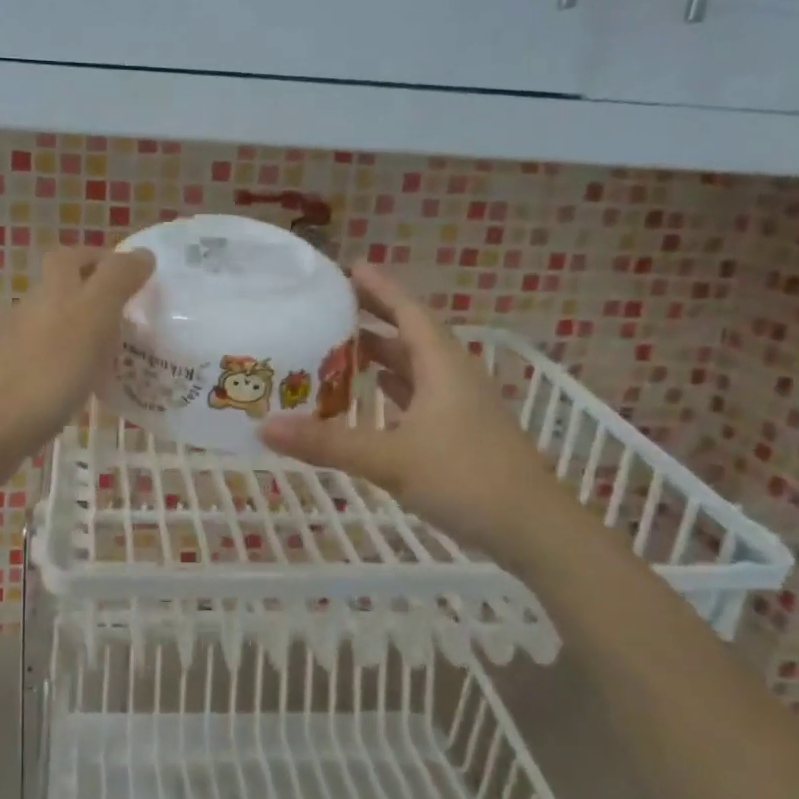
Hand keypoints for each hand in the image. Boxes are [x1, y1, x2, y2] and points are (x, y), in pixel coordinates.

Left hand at [0, 246, 153, 458]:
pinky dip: (74, 366)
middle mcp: (31, 310)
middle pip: (64, 291)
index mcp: (52, 289)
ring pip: (58, 327)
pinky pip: (52, 362)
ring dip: (87, 333)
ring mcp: (18, 347)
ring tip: (121, 356)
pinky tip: (89, 388)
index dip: (100, 259)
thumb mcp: (92, 316)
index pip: (72, 256)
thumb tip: (142, 254)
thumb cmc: (47, 370)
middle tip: (133, 319)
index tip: (134, 277)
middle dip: (97, 297)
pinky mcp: (15, 381)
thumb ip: (117, 281)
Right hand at [259, 265, 568, 556]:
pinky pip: (418, 399)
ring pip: (414, 370)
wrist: (534, 531)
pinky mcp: (460, 434)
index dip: (379, 288)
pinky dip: (390, 393)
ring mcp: (460, 407)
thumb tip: (264, 426)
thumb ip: (327, 442)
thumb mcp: (390, 459)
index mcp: (442, 366)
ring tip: (337, 350)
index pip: (408, 311)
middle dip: (371, 320)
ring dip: (379, 358)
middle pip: (409, 336)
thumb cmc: (466, 479)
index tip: (348, 268)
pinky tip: (369, 402)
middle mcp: (453, 377)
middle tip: (328, 309)